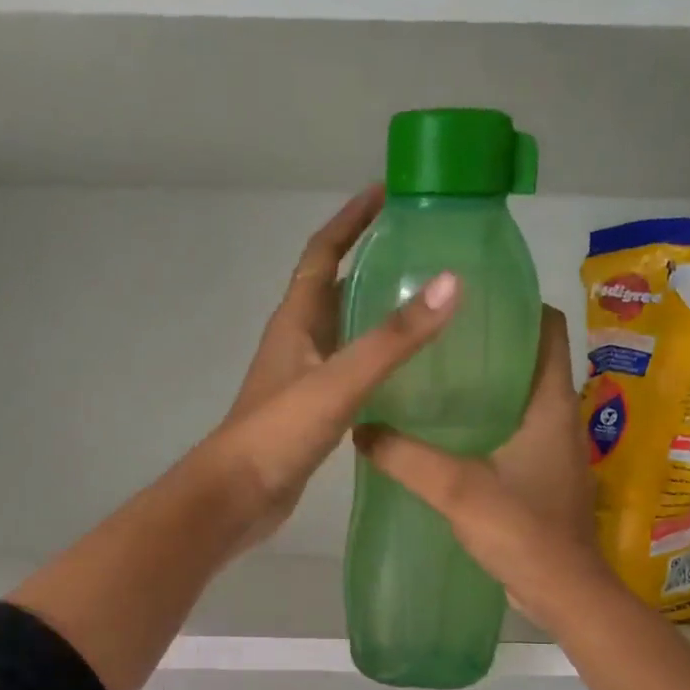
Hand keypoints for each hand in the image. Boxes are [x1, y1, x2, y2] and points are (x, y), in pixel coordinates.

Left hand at [199, 185, 458, 549]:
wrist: (239, 496)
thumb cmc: (280, 433)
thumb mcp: (339, 380)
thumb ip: (393, 339)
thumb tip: (451, 282)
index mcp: (295, 321)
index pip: (323, 254)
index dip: (351, 220)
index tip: (388, 193)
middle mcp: (297, 343)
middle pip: (335, 289)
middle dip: (372, 264)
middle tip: (425, 254)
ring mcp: (303, 380)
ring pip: (344, 334)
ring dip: (376, 316)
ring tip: (427, 309)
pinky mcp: (312, 414)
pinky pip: (349, 374)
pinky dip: (376, 364)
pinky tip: (407, 376)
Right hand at [355, 306, 610, 626]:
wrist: (561, 591)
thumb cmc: (520, 530)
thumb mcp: (457, 488)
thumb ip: (406, 457)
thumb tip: (361, 429)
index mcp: (551, 404)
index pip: (548, 330)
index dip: (518, 306)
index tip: (473, 299)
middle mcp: (560, 419)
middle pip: (531, 363)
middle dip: (491, 347)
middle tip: (439, 339)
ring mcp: (555, 453)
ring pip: (523, 403)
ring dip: (489, 390)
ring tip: (437, 382)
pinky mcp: (545, 481)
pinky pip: (517, 437)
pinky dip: (489, 427)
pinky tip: (451, 438)